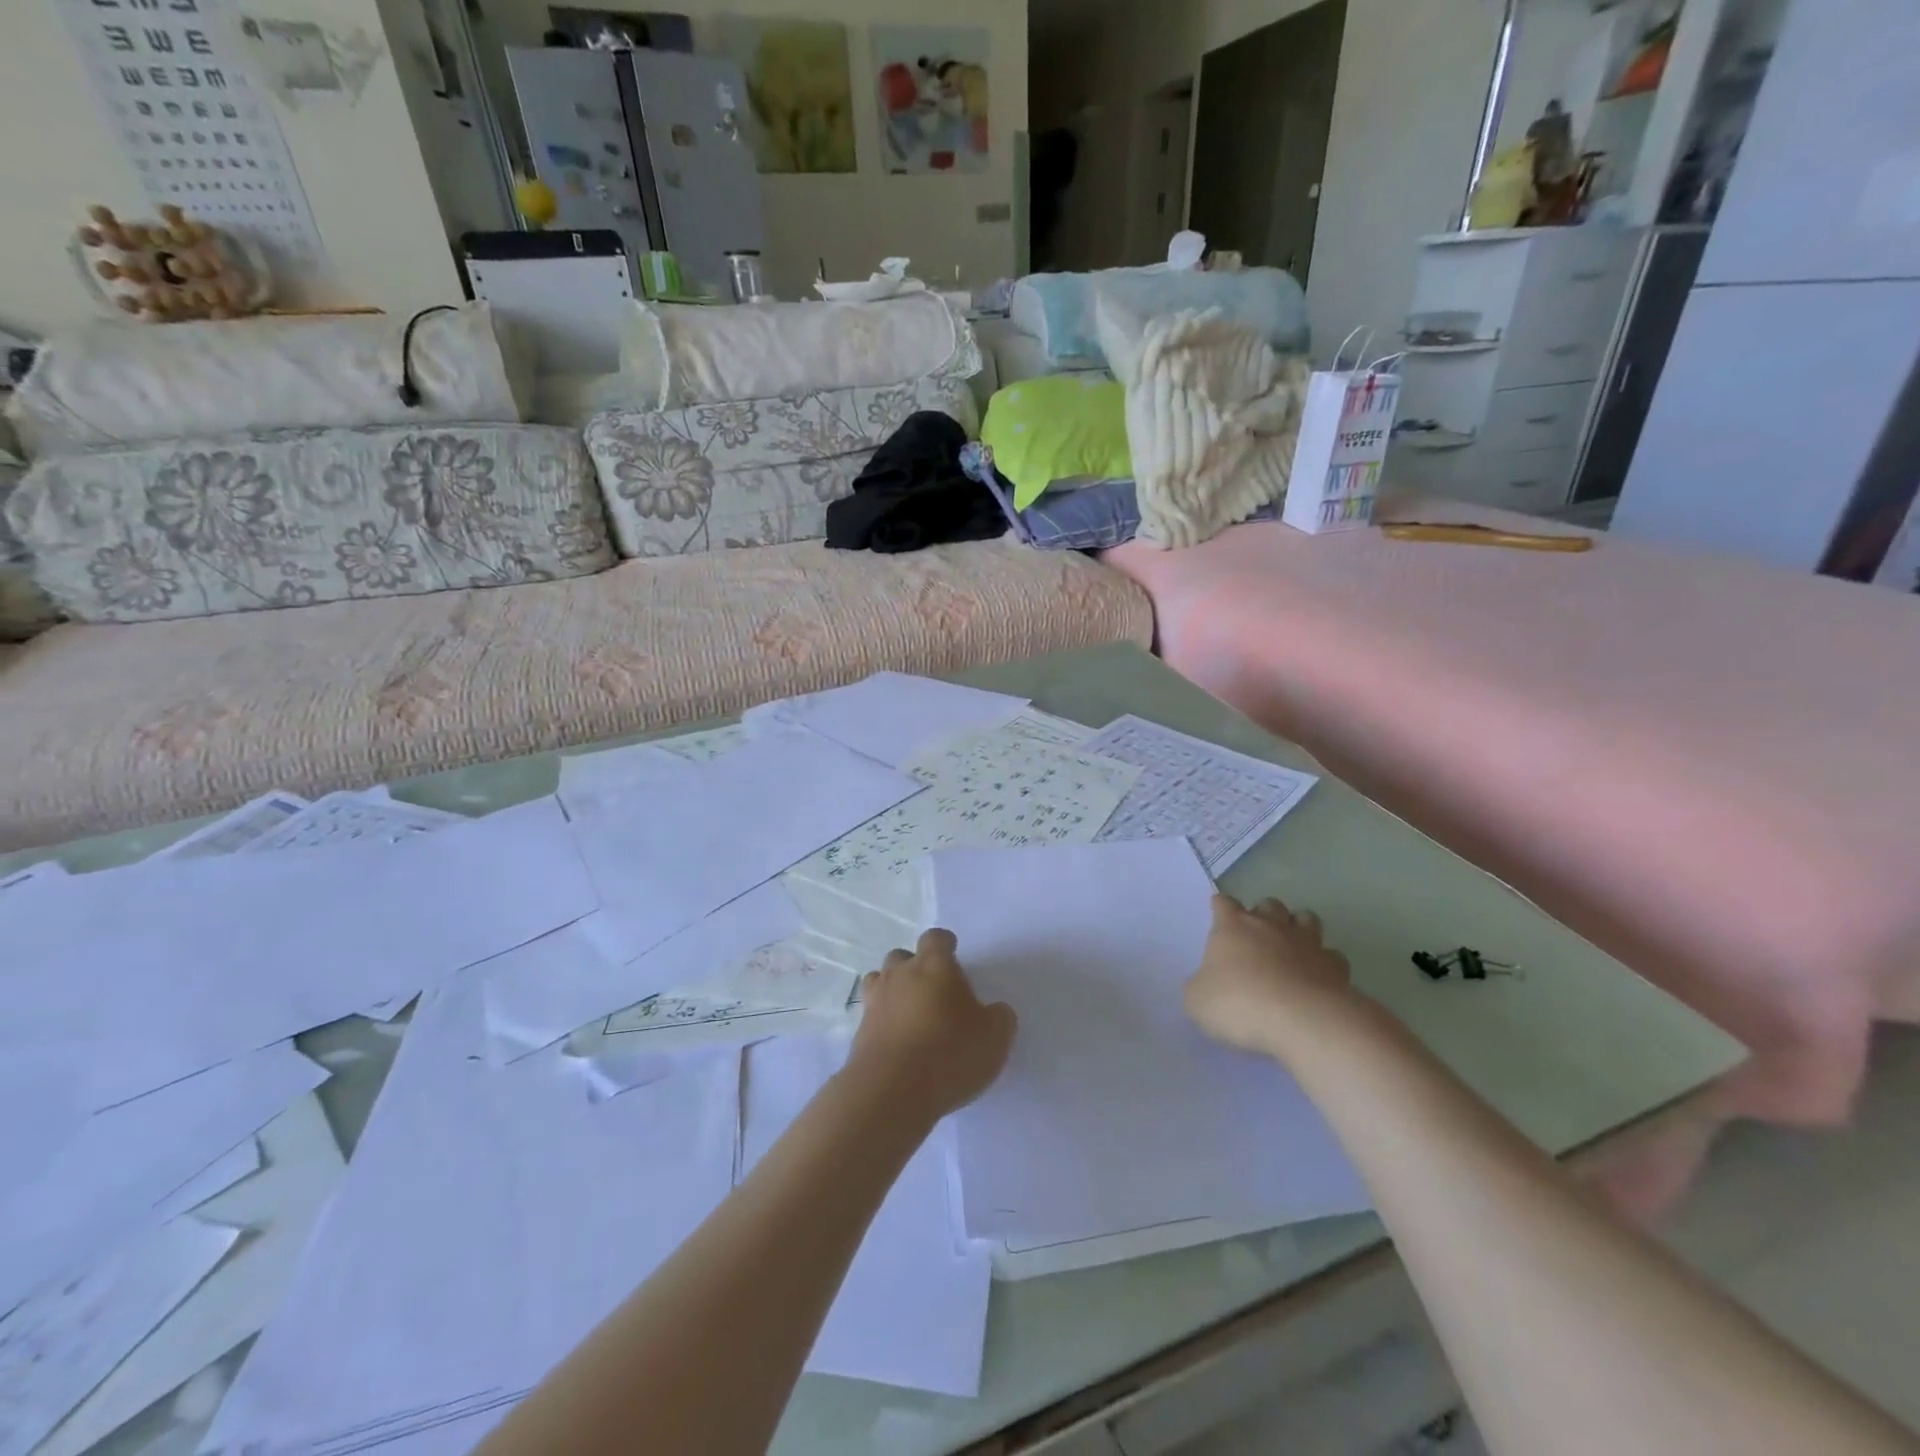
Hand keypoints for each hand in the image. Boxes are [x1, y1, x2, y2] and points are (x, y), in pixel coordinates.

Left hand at [848, 929, 1016, 1121]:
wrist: (892, 1091)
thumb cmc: (949, 1053)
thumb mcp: (995, 1037)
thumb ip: (999, 1017)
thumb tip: (994, 1012)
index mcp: (934, 965)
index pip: (935, 938)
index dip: (944, 945)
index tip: (953, 954)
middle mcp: (900, 975)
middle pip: (902, 957)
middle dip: (916, 967)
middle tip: (934, 991)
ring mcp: (875, 1002)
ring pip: (880, 982)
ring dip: (894, 991)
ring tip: (912, 1014)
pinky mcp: (859, 1033)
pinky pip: (872, 1016)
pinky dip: (883, 1023)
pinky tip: (898, 1043)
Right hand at [1184, 894, 1353, 1054]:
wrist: (1303, 1022)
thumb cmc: (1240, 1005)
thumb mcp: (1197, 1001)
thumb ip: (1200, 986)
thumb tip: (1207, 985)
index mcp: (1233, 927)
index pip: (1224, 903)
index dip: (1220, 908)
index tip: (1218, 916)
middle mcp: (1270, 925)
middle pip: (1268, 904)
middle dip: (1263, 915)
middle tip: (1257, 938)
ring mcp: (1307, 943)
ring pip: (1306, 919)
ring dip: (1298, 928)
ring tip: (1292, 949)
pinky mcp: (1336, 966)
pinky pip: (1331, 955)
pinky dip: (1324, 963)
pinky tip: (1318, 978)